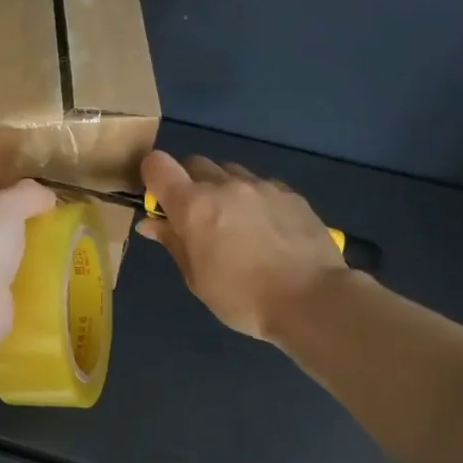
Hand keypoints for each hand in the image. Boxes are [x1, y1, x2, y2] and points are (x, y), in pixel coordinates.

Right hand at [137, 151, 349, 342]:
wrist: (312, 299)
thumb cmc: (241, 297)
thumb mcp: (196, 278)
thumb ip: (173, 242)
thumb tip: (151, 223)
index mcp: (194, 205)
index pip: (158, 165)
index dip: (152, 177)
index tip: (158, 200)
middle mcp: (225, 185)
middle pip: (195, 163)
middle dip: (189, 183)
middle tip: (196, 217)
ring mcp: (261, 185)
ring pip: (230, 171)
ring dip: (222, 188)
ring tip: (234, 221)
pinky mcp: (290, 194)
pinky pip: (261, 184)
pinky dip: (253, 198)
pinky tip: (265, 228)